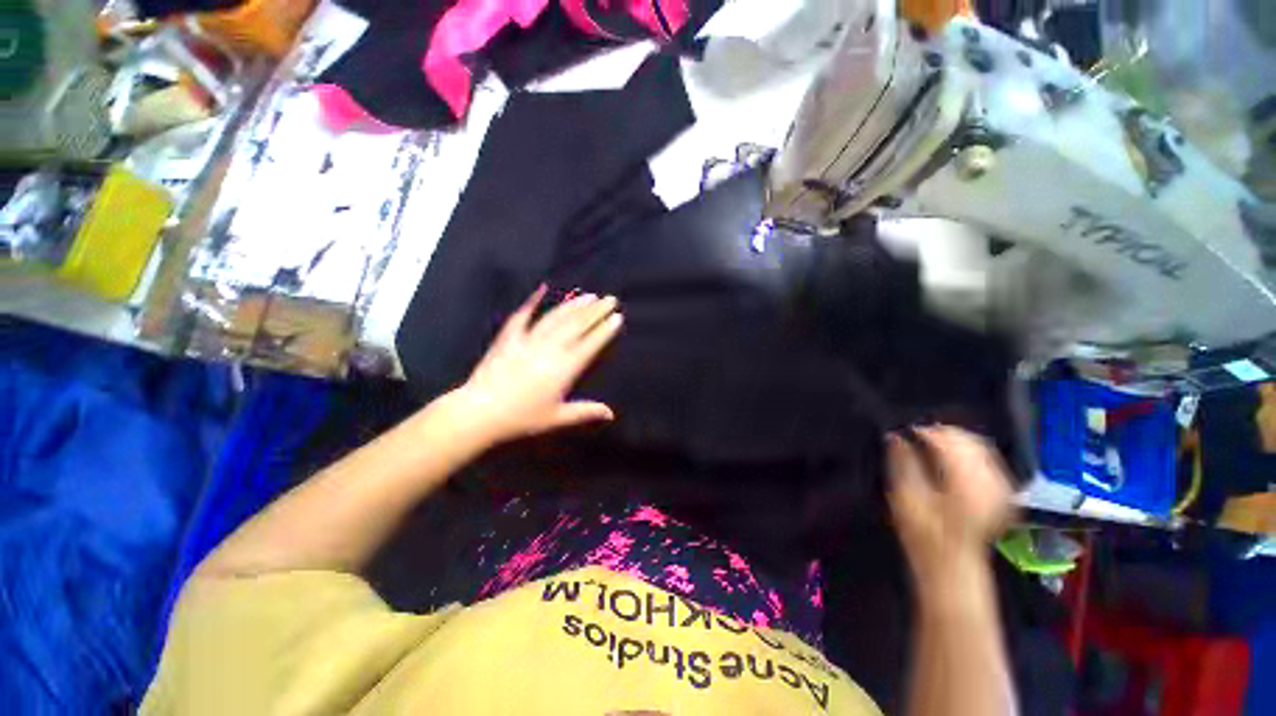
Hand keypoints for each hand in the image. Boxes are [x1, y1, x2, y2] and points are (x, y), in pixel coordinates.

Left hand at [444, 286, 622, 447]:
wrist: (480, 412)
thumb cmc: (522, 417)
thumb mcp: (557, 418)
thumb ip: (586, 412)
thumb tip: (611, 414)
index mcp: (564, 368)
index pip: (590, 344)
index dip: (605, 330)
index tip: (617, 316)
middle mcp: (550, 349)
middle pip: (577, 325)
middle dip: (596, 311)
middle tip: (610, 299)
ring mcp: (528, 340)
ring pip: (556, 318)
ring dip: (574, 305)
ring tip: (589, 295)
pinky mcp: (509, 337)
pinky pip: (523, 315)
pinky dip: (532, 301)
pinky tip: (542, 288)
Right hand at [886, 427, 1014, 592]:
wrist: (953, 565)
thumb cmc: (924, 534)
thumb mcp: (905, 498)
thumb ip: (902, 463)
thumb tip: (895, 436)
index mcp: (966, 481)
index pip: (948, 441)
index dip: (924, 431)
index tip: (904, 430)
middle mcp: (991, 480)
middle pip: (969, 441)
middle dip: (942, 433)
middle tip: (916, 434)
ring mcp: (1002, 487)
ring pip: (981, 447)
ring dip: (955, 441)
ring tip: (931, 443)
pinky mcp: (1004, 493)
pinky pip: (989, 460)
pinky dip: (969, 452)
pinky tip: (953, 457)